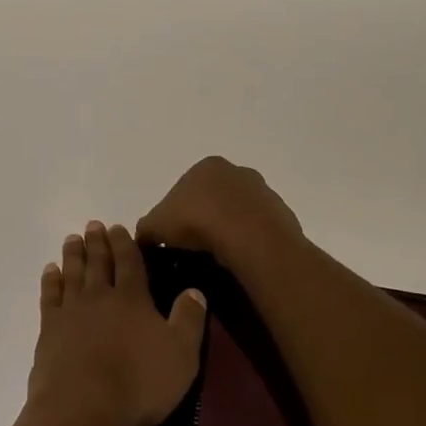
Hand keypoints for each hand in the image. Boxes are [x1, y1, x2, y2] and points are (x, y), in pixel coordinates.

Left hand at [27, 222, 207, 425]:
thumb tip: (195, 290)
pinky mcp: (50, 329)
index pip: (130, 261)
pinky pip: (50, 296)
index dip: (125, 243)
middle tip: (93, 225)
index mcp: (133, 298)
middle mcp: (100, 296)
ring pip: (72, 273)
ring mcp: (71, 311)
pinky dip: (50, 280)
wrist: (83, 407)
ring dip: (73, 254)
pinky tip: (50, 271)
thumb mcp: (181, 354)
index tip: (118, 227)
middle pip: (98, 262)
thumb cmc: (139, 383)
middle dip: (97, 242)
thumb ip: (189, 319)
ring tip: (72, 239)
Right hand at [136, 156, 303, 268]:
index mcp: (206, 166)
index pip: (185, 188)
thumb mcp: (155, 226)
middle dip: (204, 219)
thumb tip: (144, 239)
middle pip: (213, 198)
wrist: (250, 240)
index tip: (174, 237)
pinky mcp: (281, 215)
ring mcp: (263, 192)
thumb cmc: (197, 222)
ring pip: (238, 214)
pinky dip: (248, 242)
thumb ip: (146, 229)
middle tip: (194, 249)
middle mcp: (237, 172)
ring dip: (228, 231)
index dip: (176, 213)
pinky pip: (258, 230)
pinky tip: (239, 260)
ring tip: (217, 258)